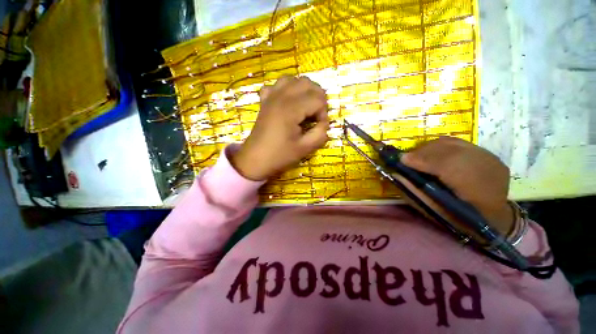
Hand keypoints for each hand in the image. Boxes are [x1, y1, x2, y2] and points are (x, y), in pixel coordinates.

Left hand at [230, 76, 328, 180]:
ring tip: (306, 106)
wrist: (255, 159)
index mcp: (291, 109)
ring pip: (293, 79)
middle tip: (316, 116)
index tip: (319, 127)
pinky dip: (286, 89)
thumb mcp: (304, 148)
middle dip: (318, 98)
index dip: (324, 113)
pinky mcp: (265, 101)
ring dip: (304, 90)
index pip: (318, 100)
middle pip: (308, 83)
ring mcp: (271, 97)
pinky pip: (277, 85)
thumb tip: (324, 123)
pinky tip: (288, 101)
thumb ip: (320, 134)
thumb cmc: (279, 156)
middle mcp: (281, 97)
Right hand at [399, 137, 513, 239]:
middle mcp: (487, 169)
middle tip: (406, 159)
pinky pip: (458, 144)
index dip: (421, 160)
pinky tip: (433, 156)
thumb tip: (396, 173)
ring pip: (452, 143)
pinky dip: (440, 147)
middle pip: (448, 149)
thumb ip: (415, 191)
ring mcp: (490, 158)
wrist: (495, 217)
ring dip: (429, 148)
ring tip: (418, 157)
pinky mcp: (488, 154)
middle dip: (421, 152)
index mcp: (477, 192)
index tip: (401, 160)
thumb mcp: (435, 211)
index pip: (447, 165)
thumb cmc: (460, 220)